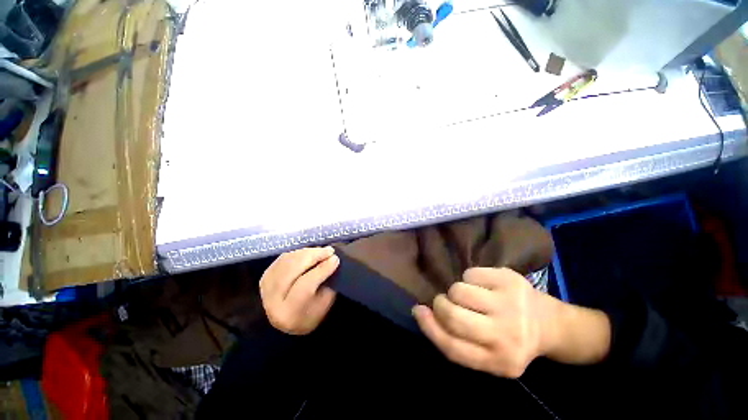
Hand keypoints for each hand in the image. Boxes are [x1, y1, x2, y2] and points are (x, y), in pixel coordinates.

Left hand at [259, 247, 338, 334]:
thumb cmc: (313, 313)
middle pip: (292, 270)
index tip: (335, 258)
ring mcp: (265, 288)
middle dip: (313, 256)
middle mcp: (272, 301)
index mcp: (289, 313)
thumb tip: (332, 259)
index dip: (321, 269)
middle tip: (329, 250)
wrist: (289, 320)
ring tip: (321, 250)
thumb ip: (328, 281)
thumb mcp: (325, 302)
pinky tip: (309, 252)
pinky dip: (298, 252)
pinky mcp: (264, 277)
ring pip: (287, 261)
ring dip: (307, 252)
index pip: (305, 285)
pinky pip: (282, 258)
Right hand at [413, 267, 555, 377]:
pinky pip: (470, 273)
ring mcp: (511, 304)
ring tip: (469, 296)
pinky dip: (469, 278)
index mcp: (500, 363)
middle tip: (445, 302)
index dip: (429, 327)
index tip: (418, 311)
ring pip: (459, 290)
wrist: (550, 323)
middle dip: (441, 305)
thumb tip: (421, 311)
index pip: (453, 348)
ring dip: (456, 292)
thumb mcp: (486, 354)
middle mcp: (507, 336)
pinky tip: (483, 286)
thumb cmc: (511, 340)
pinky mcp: (510, 280)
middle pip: (453, 316)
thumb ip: (455, 340)